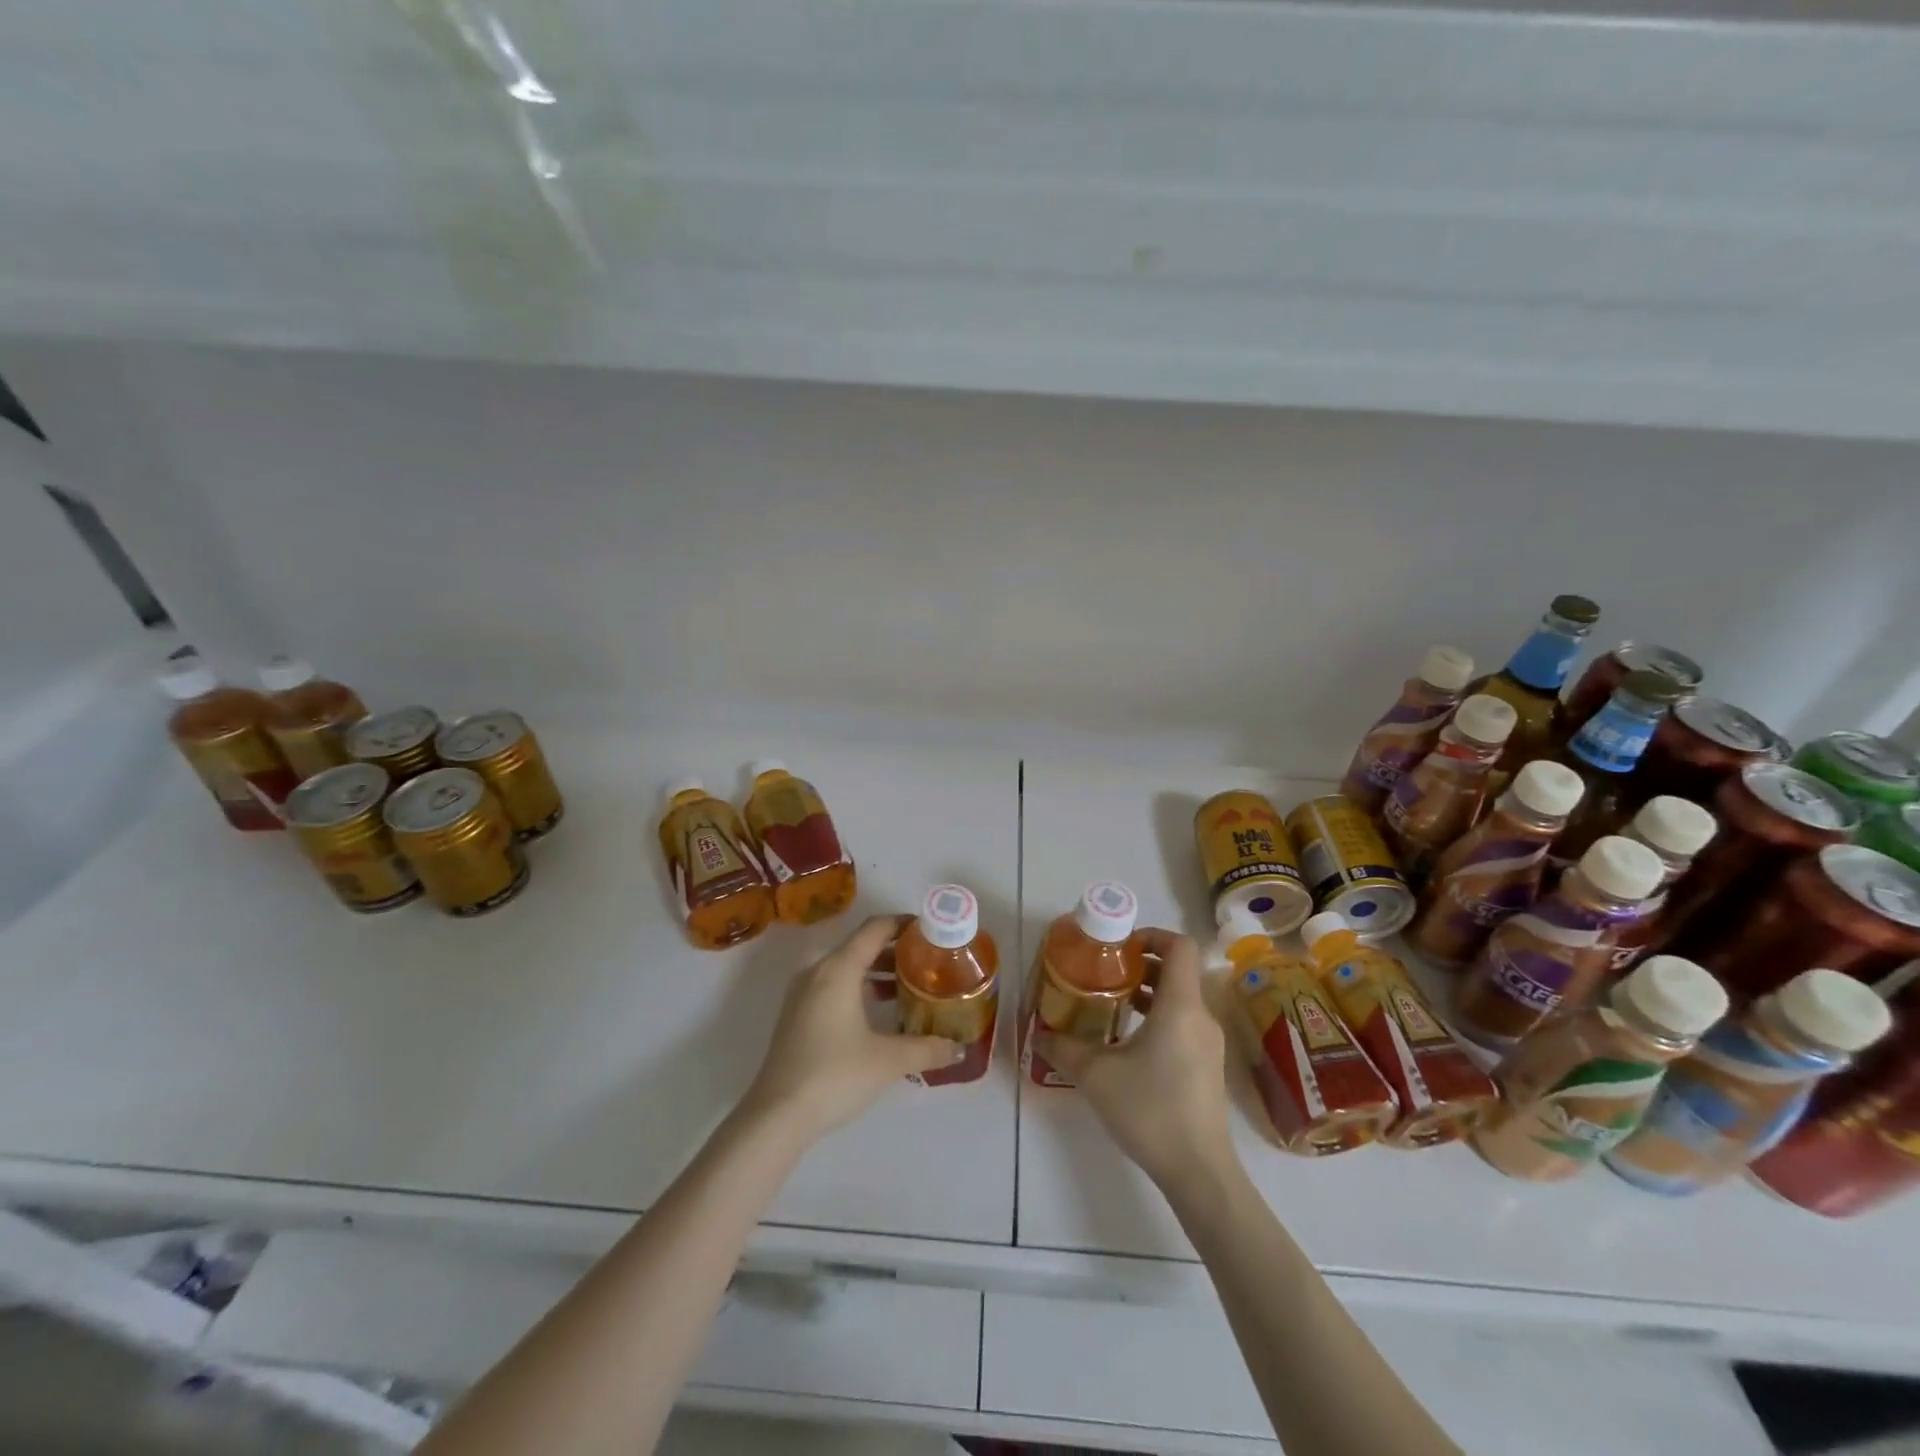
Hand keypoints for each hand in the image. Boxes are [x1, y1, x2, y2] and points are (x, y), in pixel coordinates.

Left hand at [739, 915, 960, 1141]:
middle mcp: (818, 971)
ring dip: (878, 972)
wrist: (777, 1115)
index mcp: (838, 969)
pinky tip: (882, 1013)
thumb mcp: (888, 1061)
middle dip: (896, 951)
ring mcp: (803, 994)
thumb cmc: (834, 1075)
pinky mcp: (797, 1015)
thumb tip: (958, 1049)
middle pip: (861, 946)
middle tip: (929, 962)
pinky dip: (860, 989)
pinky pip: (834, 986)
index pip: (875, 929)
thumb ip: (926, 1049)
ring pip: (847, 968)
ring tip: (912, 987)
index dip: (904, 924)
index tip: (932, 931)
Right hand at [1035, 928, 1238, 1193]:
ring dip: (1149, 991)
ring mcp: (1209, 1043)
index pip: (1180, 946)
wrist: (1199, 1172)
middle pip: (1179, 970)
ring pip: (1181, 998)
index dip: (1152, 935)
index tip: (1119, 946)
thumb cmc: (1151, 1111)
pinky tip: (1129, 1041)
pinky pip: (1184, 1022)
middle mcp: (1201, 1016)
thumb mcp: (1096, 1076)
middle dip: (1142, 963)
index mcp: (1180, 1005)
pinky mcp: (1208, 1066)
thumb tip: (1040, 1034)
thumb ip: (1065, 1048)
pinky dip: (1159, 1016)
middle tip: (1107, 972)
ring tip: (1112, 1003)